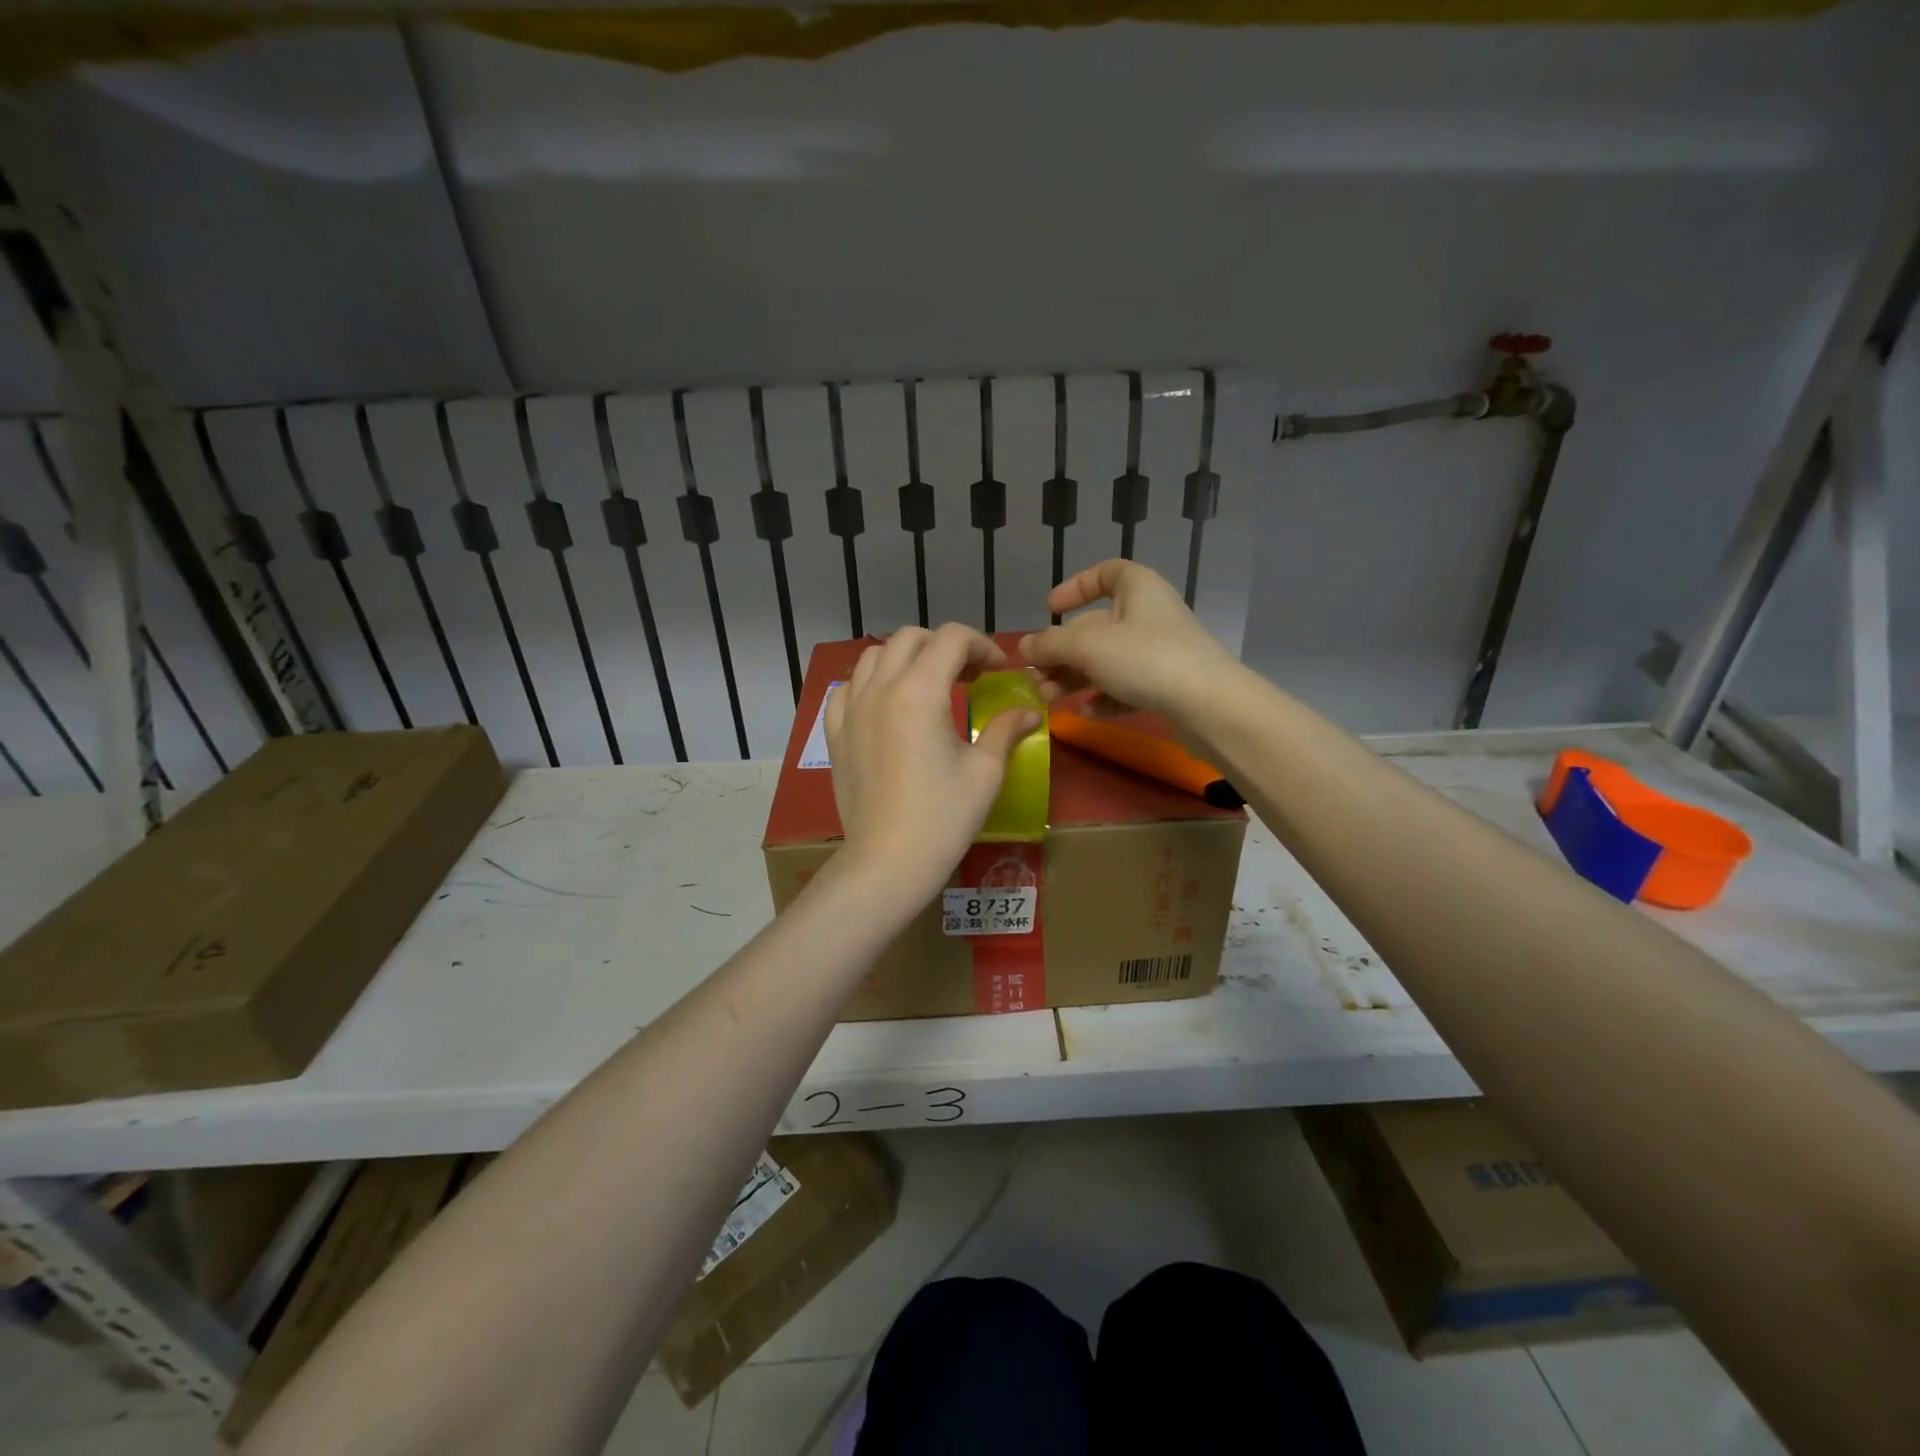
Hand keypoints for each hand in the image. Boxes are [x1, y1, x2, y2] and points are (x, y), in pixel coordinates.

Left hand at [825, 624, 1042, 905]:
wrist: (889, 860)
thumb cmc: (943, 817)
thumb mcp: (984, 772)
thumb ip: (1004, 730)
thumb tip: (1029, 712)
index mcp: (920, 691)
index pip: (951, 638)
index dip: (981, 645)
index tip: (997, 671)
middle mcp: (880, 688)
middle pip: (911, 638)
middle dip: (944, 646)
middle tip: (968, 676)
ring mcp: (851, 709)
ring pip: (874, 656)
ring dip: (906, 658)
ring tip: (927, 685)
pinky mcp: (835, 733)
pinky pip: (846, 688)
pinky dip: (869, 683)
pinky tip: (885, 704)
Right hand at [1020, 560, 1242, 722]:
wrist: (1210, 706)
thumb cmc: (1146, 660)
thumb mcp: (1087, 647)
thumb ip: (1050, 644)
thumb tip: (1022, 647)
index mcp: (1137, 588)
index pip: (1105, 573)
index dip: (1075, 587)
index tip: (1050, 608)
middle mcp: (1150, 614)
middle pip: (1097, 625)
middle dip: (1062, 652)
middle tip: (1036, 677)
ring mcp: (1161, 651)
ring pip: (1108, 659)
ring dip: (1075, 678)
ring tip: (1050, 700)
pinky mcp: (1168, 685)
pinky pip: (1127, 685)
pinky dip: (1104, 696)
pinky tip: (1086, 712)